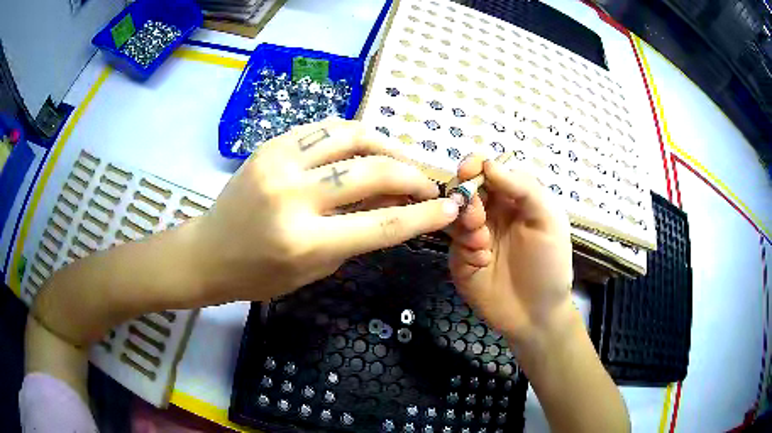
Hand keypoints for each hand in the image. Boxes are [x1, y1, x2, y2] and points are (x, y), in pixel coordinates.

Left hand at [188, 119, 459, 303]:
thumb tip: (391, 205)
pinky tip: (365, 146)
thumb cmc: (259, 275)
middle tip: (427, 184)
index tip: (450, 208)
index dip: (424, 215)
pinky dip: (353, 135)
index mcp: (305, 241)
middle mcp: (293, 196)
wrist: (208, 252)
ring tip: (400, 158)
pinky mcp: (270, 145)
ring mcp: (279, 163)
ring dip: (386, 145)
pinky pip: (323, 129)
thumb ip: (355, 235)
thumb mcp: (314, 268)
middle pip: (372, 172)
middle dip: (412, 176)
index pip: (382, 224)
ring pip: (351, 136)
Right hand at [446, 154, 573, 346]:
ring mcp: (473, 236)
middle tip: (477, 216)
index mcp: (513, 199)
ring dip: (463, 222)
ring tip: (481, 242)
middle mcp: (491, 213)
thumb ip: (524, 188)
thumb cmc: (549, 264)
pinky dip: (464, 246)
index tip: (469, 170)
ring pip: (453, 213)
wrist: (536, 314)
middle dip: (465, 195)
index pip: (488, 171)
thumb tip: (489, 164)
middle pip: (465, 189)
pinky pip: (452, 243)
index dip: (475, 165)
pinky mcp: (460, 259)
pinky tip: (481, 261)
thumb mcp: (549, 220)